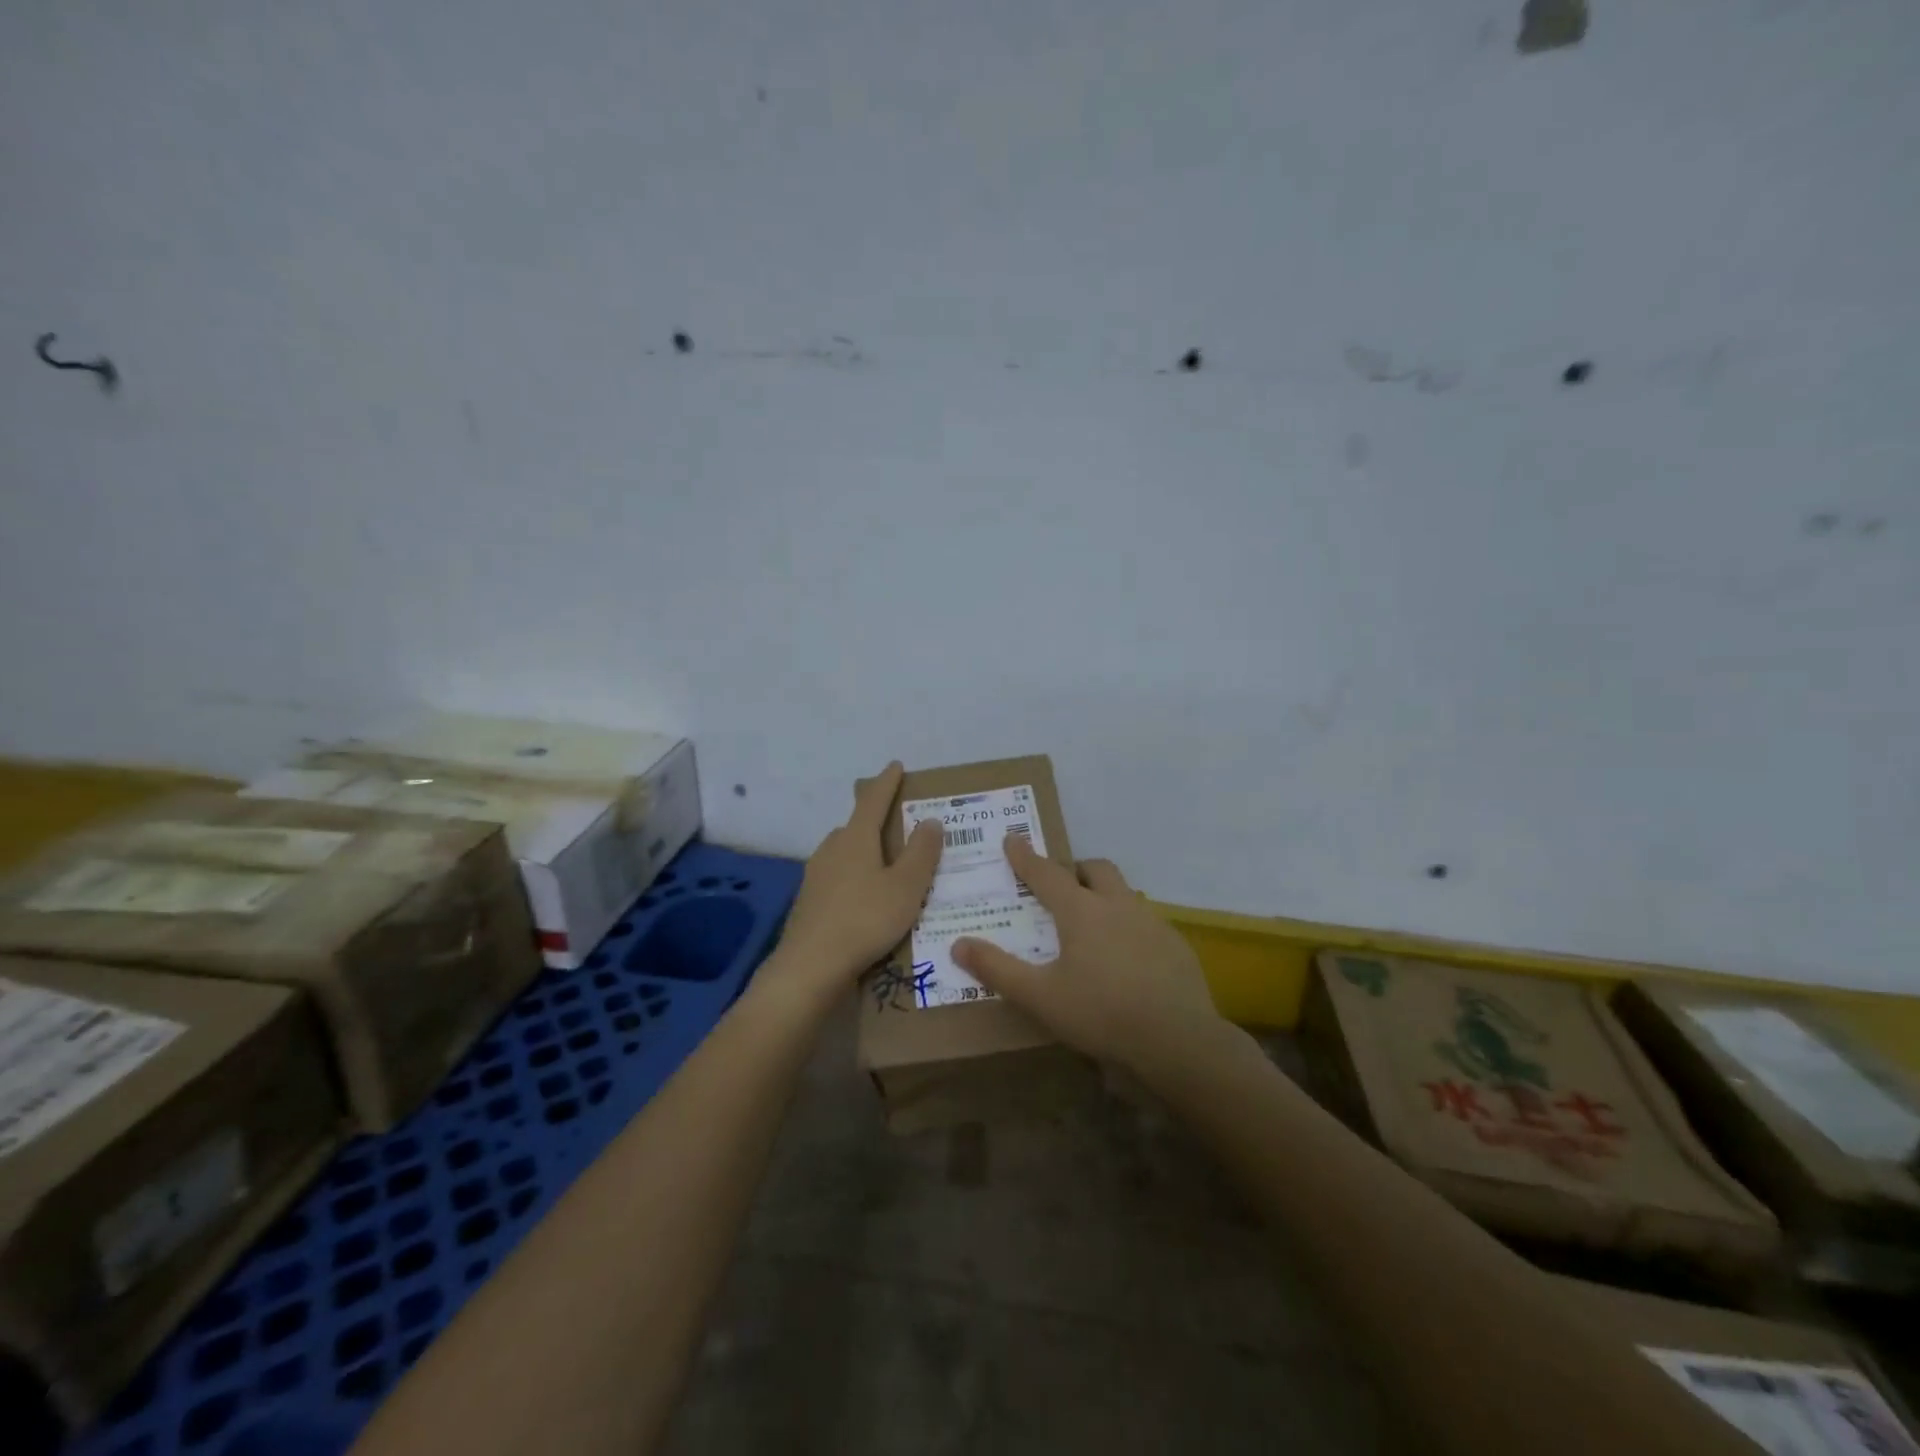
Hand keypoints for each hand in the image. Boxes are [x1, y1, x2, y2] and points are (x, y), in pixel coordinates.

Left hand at [772, 761, 942, 996]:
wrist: (810, 967)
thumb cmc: (865, 920)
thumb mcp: (906, 887)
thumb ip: (921, 852)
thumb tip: (931, 819)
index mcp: (856, 839)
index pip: (873, 801)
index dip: (887, 782)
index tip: (896, 766)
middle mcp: (831, 849)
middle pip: (855, 826)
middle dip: (875, 822)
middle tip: (899, 827)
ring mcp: (815, 876)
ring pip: (844, 853)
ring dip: (864, 852)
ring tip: (886, 866)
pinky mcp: (809, 902)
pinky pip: (837, 878)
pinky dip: (854, 878)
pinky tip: (864, 899)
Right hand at [951, 837, 1222, 1073]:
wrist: (1178, 1041)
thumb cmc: (1101, 1014)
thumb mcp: (1040, 997)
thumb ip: (997, 969)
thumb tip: (958, 945)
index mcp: (1081, 912)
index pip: (1046, 873)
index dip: (1025, 856)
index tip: (1012, 838)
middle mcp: (1117, 905)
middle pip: (1095, 869)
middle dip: (1074, 869)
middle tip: (1060, 886)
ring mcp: (1152, 922)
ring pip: (1124, 893)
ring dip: (1104, 896)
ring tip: (1092, 925)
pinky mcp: (1175, 944)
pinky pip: (1146, 921)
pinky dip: (1128, 926)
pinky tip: (1127, 959)